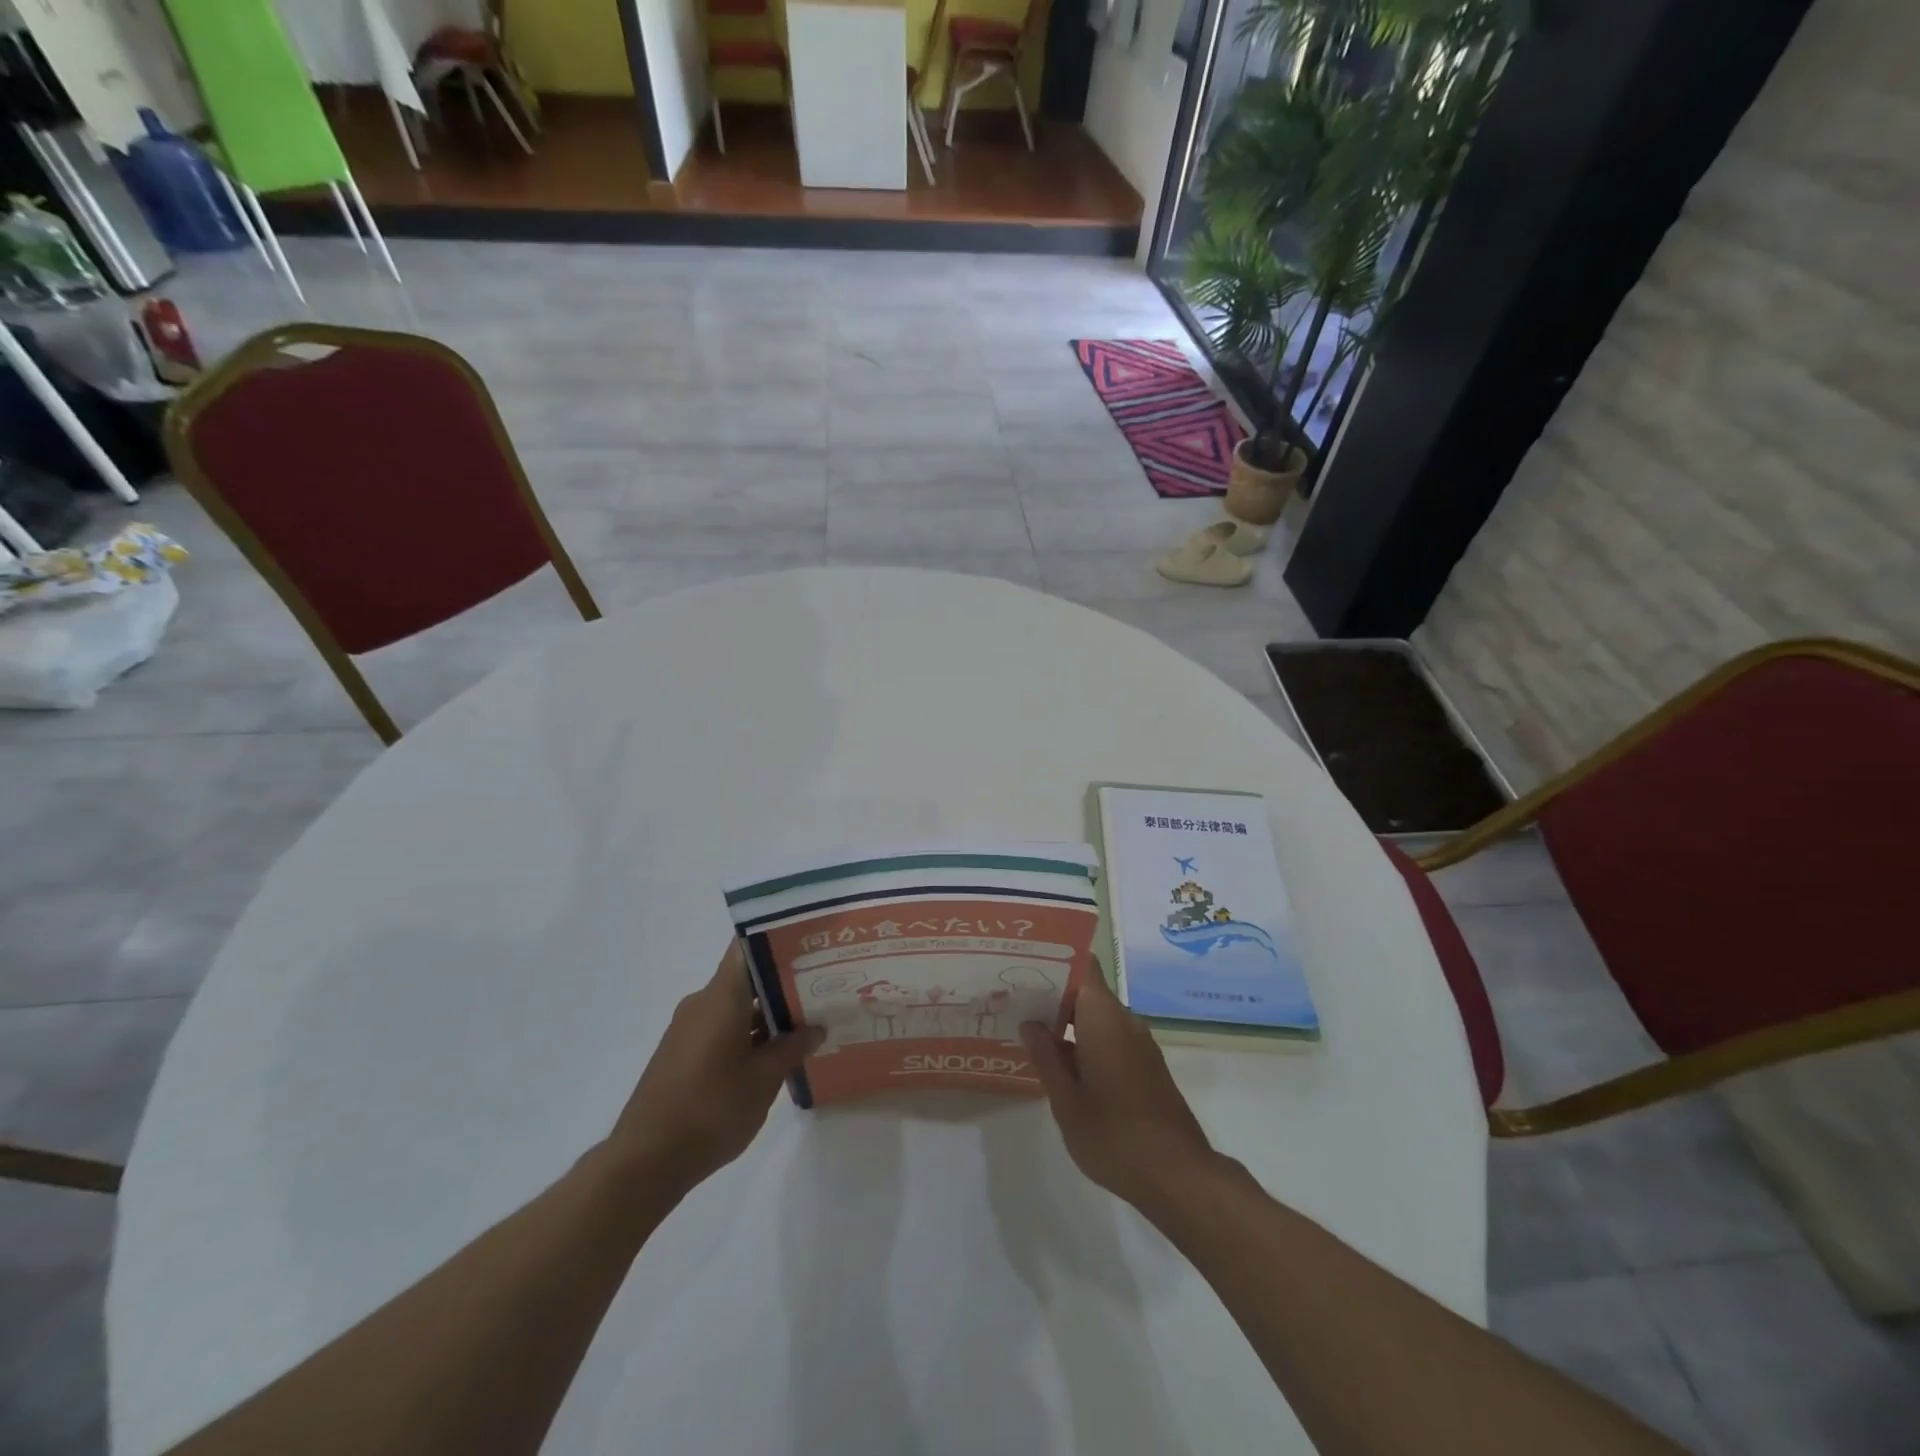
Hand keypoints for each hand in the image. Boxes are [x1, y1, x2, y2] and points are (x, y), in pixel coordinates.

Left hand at [609, 942, 823, 1195]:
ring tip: (808, 1020)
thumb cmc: (711, 1109)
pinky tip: (775, 1053)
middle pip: (746, 978)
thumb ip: (793, 1047)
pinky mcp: (683, 1054)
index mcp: (721, 997)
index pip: (747, 947)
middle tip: (823, 984)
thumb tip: (816, 1028)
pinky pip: (722, 1028)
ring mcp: (689, 1030)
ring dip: (768, 1013)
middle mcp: (702, 1003)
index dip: (778, 939)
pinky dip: (749, 1033)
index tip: (810, 942)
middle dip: (784, 981)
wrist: (645, 1162)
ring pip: (736, 1006)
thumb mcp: (764, 1079)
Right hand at [1021, 970, 1218, 1215]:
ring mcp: (1138, 1042)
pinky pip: (1109, 1035)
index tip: (1023, 964)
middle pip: (1086, 989)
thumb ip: (1046, 1057)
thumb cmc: (1115, 1136)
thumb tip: (1030, 1024)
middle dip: (1052, 992)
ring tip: (1027, 1026)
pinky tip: (1059, 1059)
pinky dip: (1084, 1038)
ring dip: (1066, 1019)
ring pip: (1096, 1014)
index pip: (1082, 966)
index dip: (1053, 961)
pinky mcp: (1145, 1063)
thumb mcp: (1067, 1101)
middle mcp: (1124, 1019)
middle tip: (1013, 998)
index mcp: (1103, 1018)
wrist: (1178, 1176)